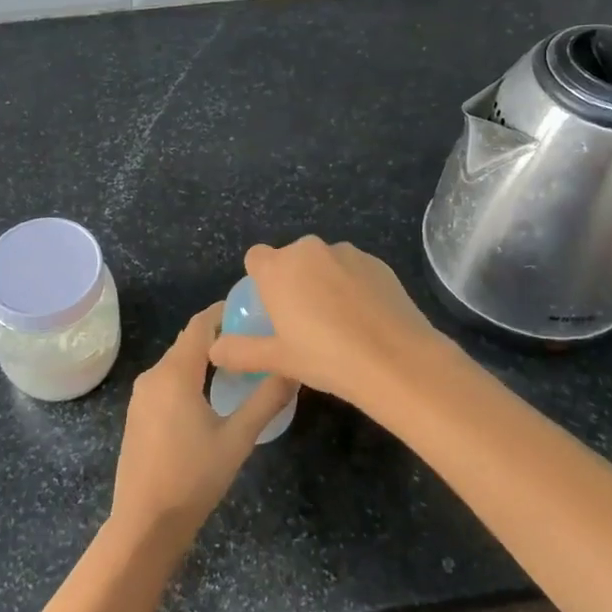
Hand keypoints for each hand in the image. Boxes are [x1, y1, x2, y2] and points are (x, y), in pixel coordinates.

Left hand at [110, 304, 296, 547]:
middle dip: (219, 335)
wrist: (145, 523)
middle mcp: (153, 375)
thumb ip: (266, 400)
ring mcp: (142, 395)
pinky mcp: (138, 414)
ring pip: (177, 362)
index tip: (253, 312)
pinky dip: (189, 376)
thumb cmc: (193, 478)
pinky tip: (211, 393)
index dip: (224, 312)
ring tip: (240, 365)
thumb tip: (294, 369)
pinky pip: (167, 381)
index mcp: (175, 373)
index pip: (199, 324)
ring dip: (204, 358)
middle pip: (188, 341)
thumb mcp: (238, 439)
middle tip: (254, 340)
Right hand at [210, 237, 457, 409]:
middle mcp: (309, 250)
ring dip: (324, 282)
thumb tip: (214, 348)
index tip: (271, 309)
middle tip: (304, 322)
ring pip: (324, 263)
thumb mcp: (278, 360)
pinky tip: (365, 320)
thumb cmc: (326, 358)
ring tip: (339, 324)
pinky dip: (353, 286)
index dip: (260, 279)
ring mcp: (347, 253)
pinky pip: (354, 270)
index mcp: (279, 269)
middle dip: (294, 281)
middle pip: (291, 259)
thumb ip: (241, 351)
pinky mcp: (378, 262)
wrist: (396, 360)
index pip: (256, 257)